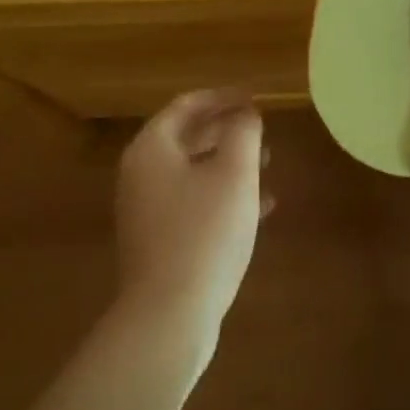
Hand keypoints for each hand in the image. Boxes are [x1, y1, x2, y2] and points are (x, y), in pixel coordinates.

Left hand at [114, 90, 270, 356]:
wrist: (169, 312)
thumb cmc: (204, 232)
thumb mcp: (234, 174)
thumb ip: (243, 133)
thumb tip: (246, 113)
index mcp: (152, 148)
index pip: (186, 105)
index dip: (223, 97)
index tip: (255, 98)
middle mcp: (141, 173)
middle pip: (187, 137)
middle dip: (227, 130)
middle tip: (263, 130)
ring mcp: (146, 209)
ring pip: (192, 171)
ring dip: (229, 163)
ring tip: (268, 164)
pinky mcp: (158, 238)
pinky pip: (193, 202)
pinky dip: (222, 195)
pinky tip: (260, 207)